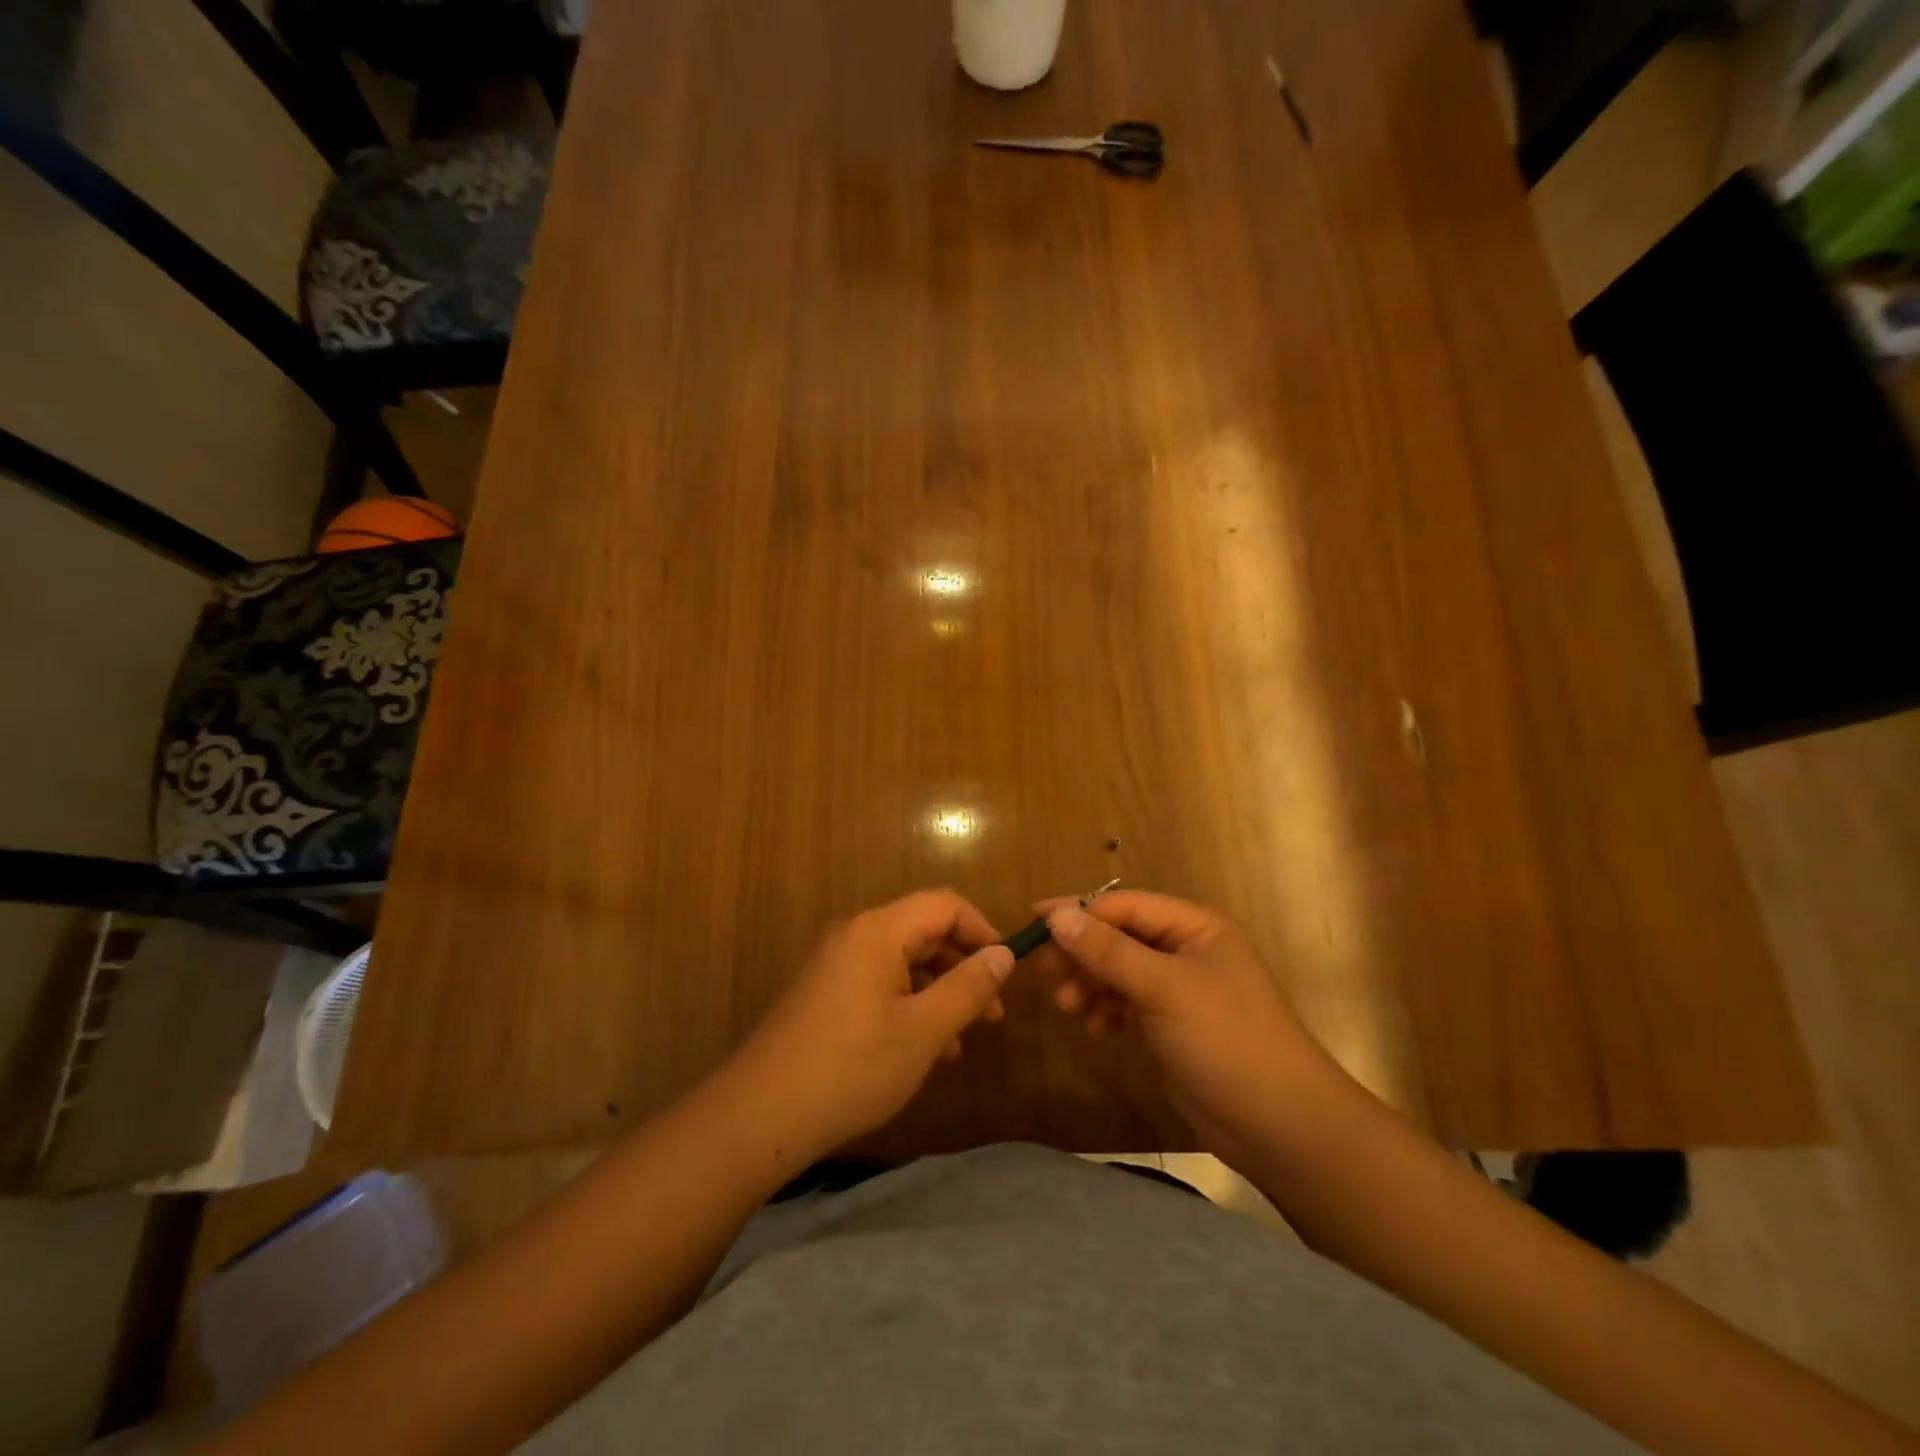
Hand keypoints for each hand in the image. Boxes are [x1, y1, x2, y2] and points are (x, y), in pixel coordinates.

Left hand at [720, 890, 1013, 1164]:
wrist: (761, 1115)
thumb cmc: (852, 1067)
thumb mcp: (923, 1030)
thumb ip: (968, 988)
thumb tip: (1003, 954)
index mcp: (878, 930)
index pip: (945, 904)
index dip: (982, 931)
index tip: (1006, 972)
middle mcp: (856, 935)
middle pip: (924, 931)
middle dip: (964, 966)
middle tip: (992, 1014)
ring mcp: (837, 964)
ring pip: (904, 962)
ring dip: (940, 991)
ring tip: (963, 1040)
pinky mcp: (826, 993)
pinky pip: (881, 983)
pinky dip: (911, 1005)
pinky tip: (926, 1049)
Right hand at [1041, 892, 1364, 1171]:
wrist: (1280, 1125)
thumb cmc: (1226, 1040)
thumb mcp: (1164, 988)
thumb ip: (1108, 951)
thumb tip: (1057, 916)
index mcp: (1194, 926)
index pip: (1124, 905)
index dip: (1078, 911)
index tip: (1034, 923)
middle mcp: (1185, 949)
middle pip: (1118, 937)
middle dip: (1082, 953)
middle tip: (1045, 975)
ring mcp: (1179, 988)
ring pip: (1119, 971)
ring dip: (1090, 984)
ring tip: (1067, 1008)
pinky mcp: (1172, 1023)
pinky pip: (1127, 1002)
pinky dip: (1107, 1010)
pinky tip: (1098, 1030)